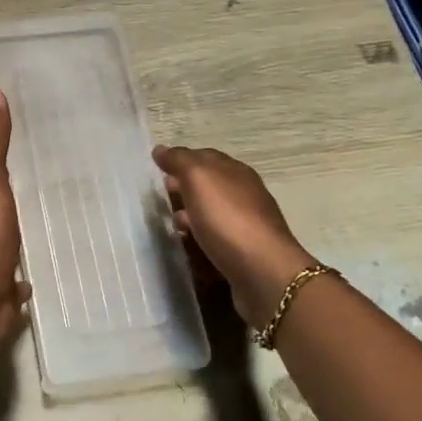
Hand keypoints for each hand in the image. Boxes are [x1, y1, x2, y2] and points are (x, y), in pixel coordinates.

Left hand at [0, 90, 31, 355]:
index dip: (5, 165)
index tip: (31, 151)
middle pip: (1, 214)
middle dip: (16, 207)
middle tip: (49, 194)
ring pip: (9, 249)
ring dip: (20, 243)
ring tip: (49, 233)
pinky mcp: (4, 298)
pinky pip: (17, 287)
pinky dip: (24, 283)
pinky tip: (36, 281)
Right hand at [154, 145, 315, 327]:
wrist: (263, 271)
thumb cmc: (227, 219)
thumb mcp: (199, 179)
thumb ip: (179, 161)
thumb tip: (161, 149)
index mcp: (236, 171)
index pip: (205, 156)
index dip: (181, 160)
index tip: (158, 169)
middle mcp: (245, 192)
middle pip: (209, 183)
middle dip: (185, 186)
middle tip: (163, 194)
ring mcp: (247, 222)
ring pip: (212, 209)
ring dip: (191, 212)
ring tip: (173, 223)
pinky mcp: (245, 249)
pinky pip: (217, 234)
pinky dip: (200, 233)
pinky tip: (190, 242)